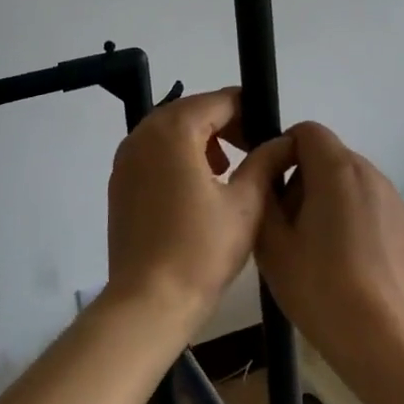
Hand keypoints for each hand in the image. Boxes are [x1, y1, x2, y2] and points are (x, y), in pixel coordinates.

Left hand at [105, 88, 295, 338]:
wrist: (148, 303)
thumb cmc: (201, 250)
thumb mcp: (246, 203)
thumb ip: (266, 161)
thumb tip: (285, 140)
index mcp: (174, 130)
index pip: (219, 101)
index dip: (249, 111)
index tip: (270, 135)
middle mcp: (143, 134)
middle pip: (192, 111)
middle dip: (225, 124)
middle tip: (254, 150)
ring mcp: (125, 158)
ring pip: (170, 131)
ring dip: (201, 140)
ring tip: (229, 169)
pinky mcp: (119, 183)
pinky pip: (153, 153)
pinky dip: (178, 157)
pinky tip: (199, 187)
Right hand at [256, 121, 403, 380]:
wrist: (382, 336)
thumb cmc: (319, 286)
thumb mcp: (271, 242)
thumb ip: (264, 195)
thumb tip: (269, 176)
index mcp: (336, 168)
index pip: (307, 131)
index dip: (283, 150)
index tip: (272, 189)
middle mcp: (369, 171)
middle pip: (327, 155)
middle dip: (302, 179)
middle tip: (288, 227)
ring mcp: (391, 196)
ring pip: (347, 180)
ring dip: (326, 199)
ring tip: (316, 248)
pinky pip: (367, 202)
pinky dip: (350, 216)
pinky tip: (344, 261)